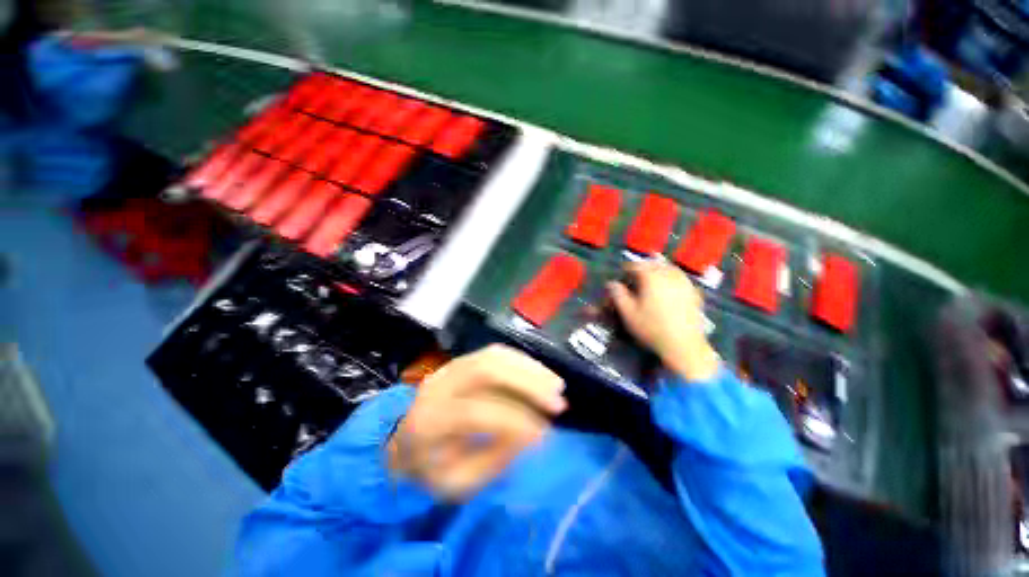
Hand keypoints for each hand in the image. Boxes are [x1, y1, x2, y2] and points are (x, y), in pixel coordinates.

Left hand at [387, 345, 565, 500]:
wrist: (401, 439)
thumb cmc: (429, 468)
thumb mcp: (456, 484)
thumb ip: (494, 460)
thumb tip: (533, 432)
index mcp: (428, 422)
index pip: (476, 412)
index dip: (514, 420)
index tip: (545, 433)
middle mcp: (438, 385)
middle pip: (486, 370)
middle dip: (527, 383)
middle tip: (558, 401)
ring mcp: (450, 367)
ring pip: (494, 355)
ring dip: (529, 368)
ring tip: (556, 385)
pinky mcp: (461, 360)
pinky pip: (495, 353)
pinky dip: (521, 361)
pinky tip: (539, 374)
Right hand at [607, 260, 719, 381]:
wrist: (683, 345)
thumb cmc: (651, 328)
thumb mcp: (627, 312)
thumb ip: (617, 294)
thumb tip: (611, 283)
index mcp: (651, 277)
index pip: (635, 265)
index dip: (625, 271)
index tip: (621, 280)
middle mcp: (668, 274)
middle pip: (652, 264)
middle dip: (642, 269)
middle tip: (634, 279)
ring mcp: (684, 282)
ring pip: (667, 268)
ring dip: (657, 271)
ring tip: (650, 281)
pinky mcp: (693, 291)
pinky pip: (679, 277)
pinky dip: (671, 278)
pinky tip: (668, 288)